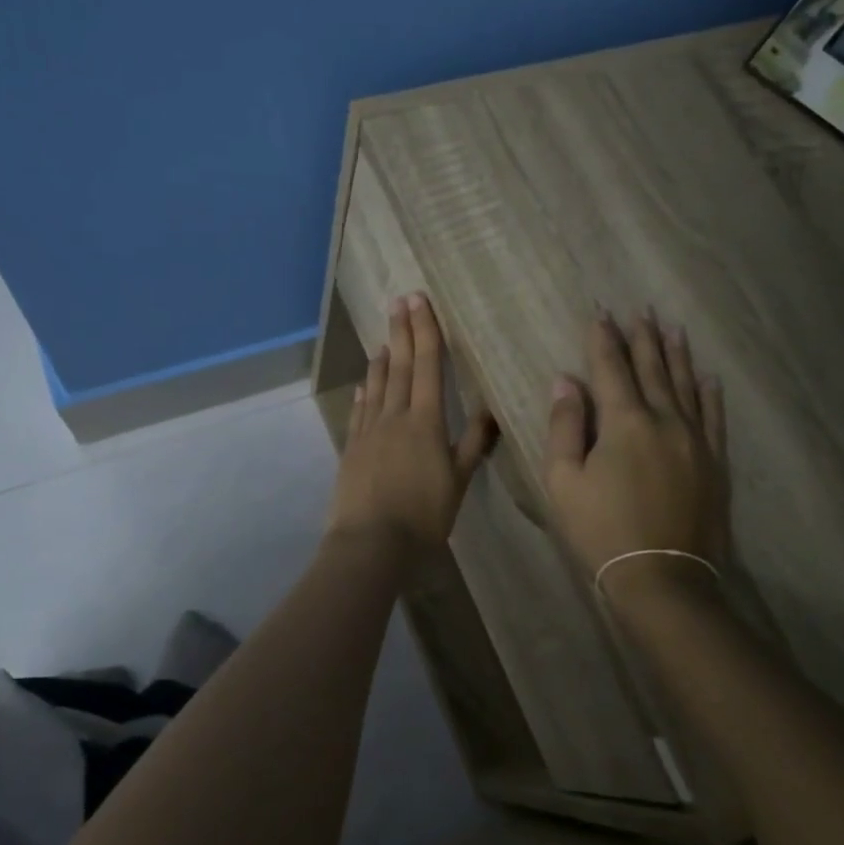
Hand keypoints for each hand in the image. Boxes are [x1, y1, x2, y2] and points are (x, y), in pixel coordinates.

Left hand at [327, 292, 495, 553]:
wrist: (372, 543)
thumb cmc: (424, 515)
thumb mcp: (459, 482)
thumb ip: (474, 444)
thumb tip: (491, 411)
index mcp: (425, 421)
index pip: (428, 366)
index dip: (425, 331)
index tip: (420, 301)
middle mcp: (395, 417)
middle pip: (401, 367)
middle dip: (402, 332)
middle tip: (399, 301)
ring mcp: (369, 432)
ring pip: (377, 386)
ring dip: (382, 360)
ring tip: (384, 339)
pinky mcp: (352, 449)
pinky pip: (360, 413)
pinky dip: (363, 395)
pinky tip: (363, 386)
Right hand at [544, 310, 727, 602]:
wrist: (662, 578)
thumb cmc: (601, 530)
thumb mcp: (563, 481)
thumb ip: (564, 426)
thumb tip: (565, 381)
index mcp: (624, 422)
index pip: (610, 369)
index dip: (603, 339)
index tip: (600, 313)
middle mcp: (664, 420)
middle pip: (652, 369)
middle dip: (643, 338)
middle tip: (641, 309)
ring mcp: (695, 440)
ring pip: (685, 386)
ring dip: (676, 355)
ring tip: (673, 328)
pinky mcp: (714, 463)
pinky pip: (714, 417)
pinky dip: (709, 394)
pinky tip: (708, 377)